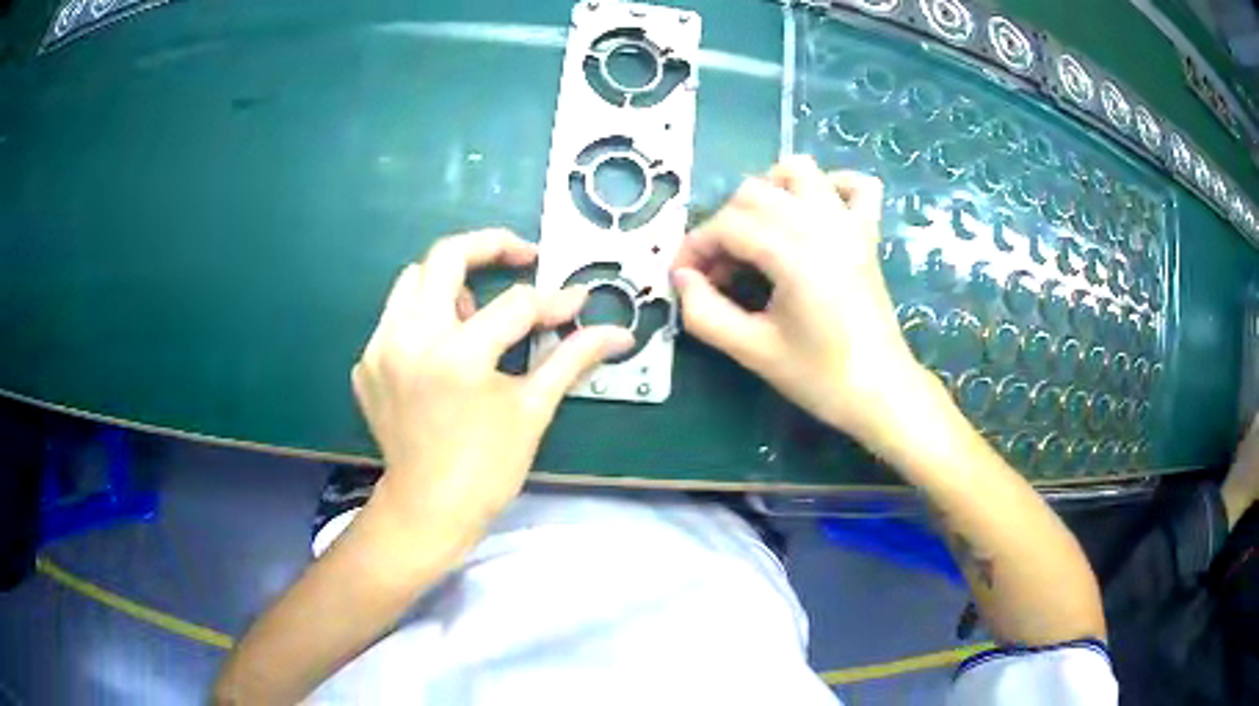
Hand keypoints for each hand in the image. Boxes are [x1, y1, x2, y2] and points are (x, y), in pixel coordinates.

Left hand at [352, 229, 632, 547]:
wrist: (428, 508)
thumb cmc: (487, 467)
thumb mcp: (533, 409)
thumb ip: (572, 358)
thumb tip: (619, 333)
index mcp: (458, 356)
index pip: (515, 304)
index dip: (553, 301)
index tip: (575, 301)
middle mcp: (410, 339)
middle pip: (445, 255)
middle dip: (490, 246)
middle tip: (521, 256)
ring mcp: (380, 350)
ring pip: (412, 279)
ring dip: (449, 282)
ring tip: (474, 313)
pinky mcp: (366, 364)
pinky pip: (394, 317)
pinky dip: (423, 319)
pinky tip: (443, 352)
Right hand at [672, 155, 918, 441]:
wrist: (880, 391)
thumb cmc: (819, 376)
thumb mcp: (751, 351)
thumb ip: (704, 313)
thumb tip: (682, 279)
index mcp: (793, 253)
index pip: (727, 225)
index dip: (694, 247)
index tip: (683, 278)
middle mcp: (821, 224)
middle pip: (753, 192)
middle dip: (723, 225)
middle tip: (718, 271)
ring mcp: (848, 223)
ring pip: (799, 170)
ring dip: (768, 190)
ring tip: (758, 231)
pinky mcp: (867, 233)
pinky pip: (855, 185)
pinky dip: (830, 186)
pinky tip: (812, 214)